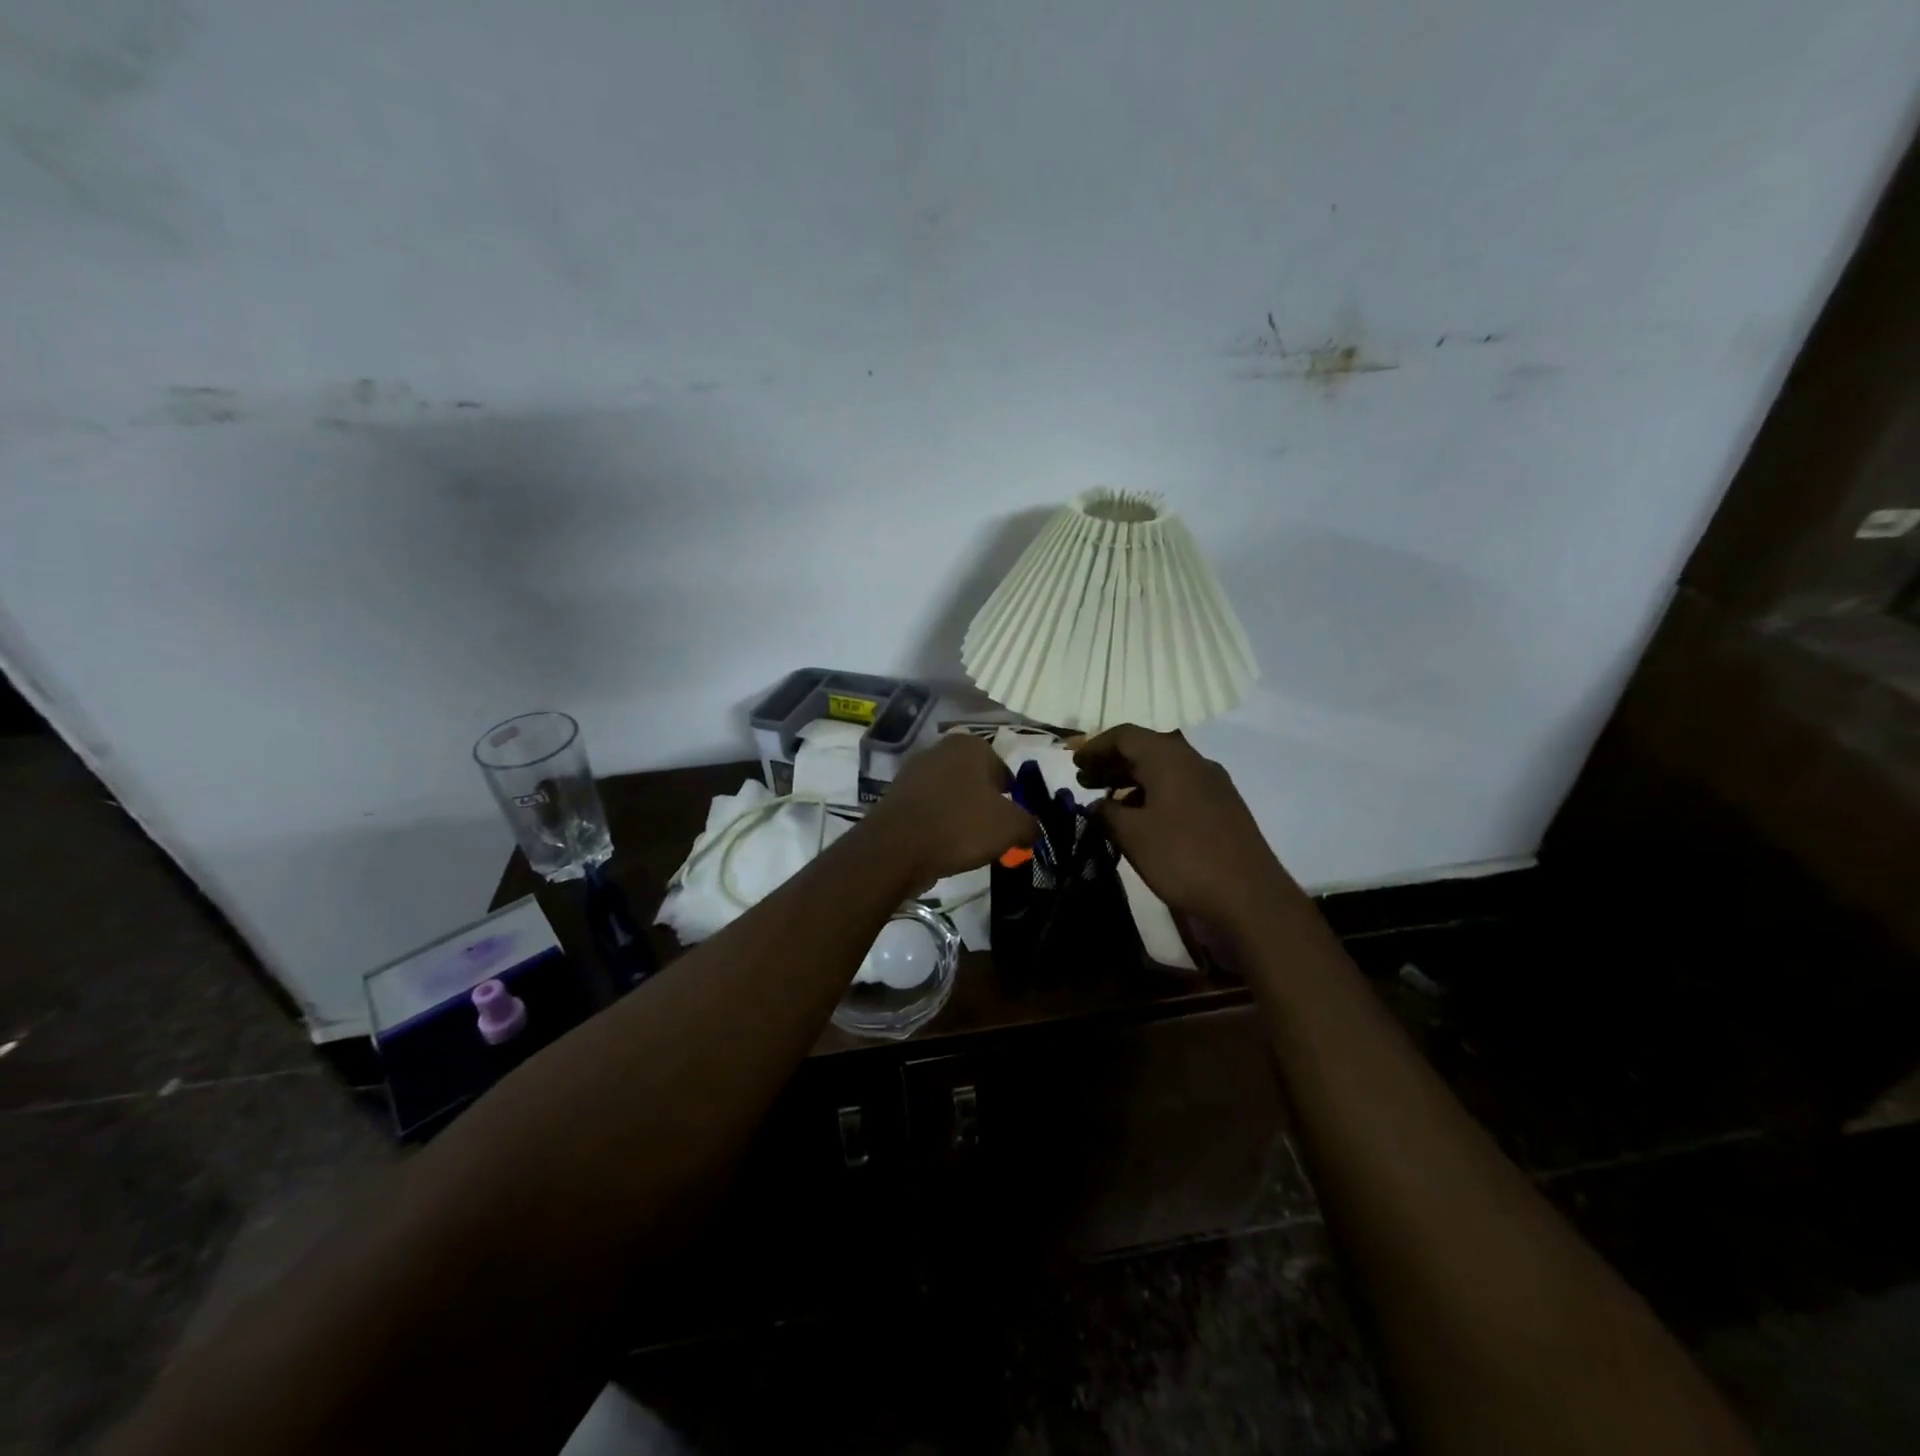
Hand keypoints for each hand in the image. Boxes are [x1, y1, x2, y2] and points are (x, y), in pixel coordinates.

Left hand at [861, 732, 1036, 889]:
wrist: (897, 847)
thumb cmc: (961, 825)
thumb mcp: (1011, 827)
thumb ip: (1029, 824)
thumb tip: (1031, 829)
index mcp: (970, 745)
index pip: (1003, 770)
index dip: (1012, 798)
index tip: (1011, 824)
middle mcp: (940, 749)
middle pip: (975, 781)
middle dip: (985, 805)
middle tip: (991, 835)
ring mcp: (913, 771)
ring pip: (951, 795)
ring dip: (960, 815)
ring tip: (966, 845)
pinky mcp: (896, 795)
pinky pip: (928, 809)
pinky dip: (938, 824)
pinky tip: (941, 845)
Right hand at [1074, 724, 1297, 930]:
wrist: (1251, 898)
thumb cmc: (1184, 858)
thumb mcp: (1133, 835)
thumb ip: (1106, 813)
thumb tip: (1096, 805)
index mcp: (1170, 759)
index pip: (1126, 736)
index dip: (1096, 746)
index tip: (1074, 762)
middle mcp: (1194, 762)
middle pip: (1146, 749)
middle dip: (1112, 763)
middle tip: (1084, 781)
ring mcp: (1212, 784)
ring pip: (1163, 770)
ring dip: (1131, 780)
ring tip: (1106, 803)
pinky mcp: (1222, 807)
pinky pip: (1179, 788)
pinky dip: (1152, 795)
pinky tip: (1140, 820)